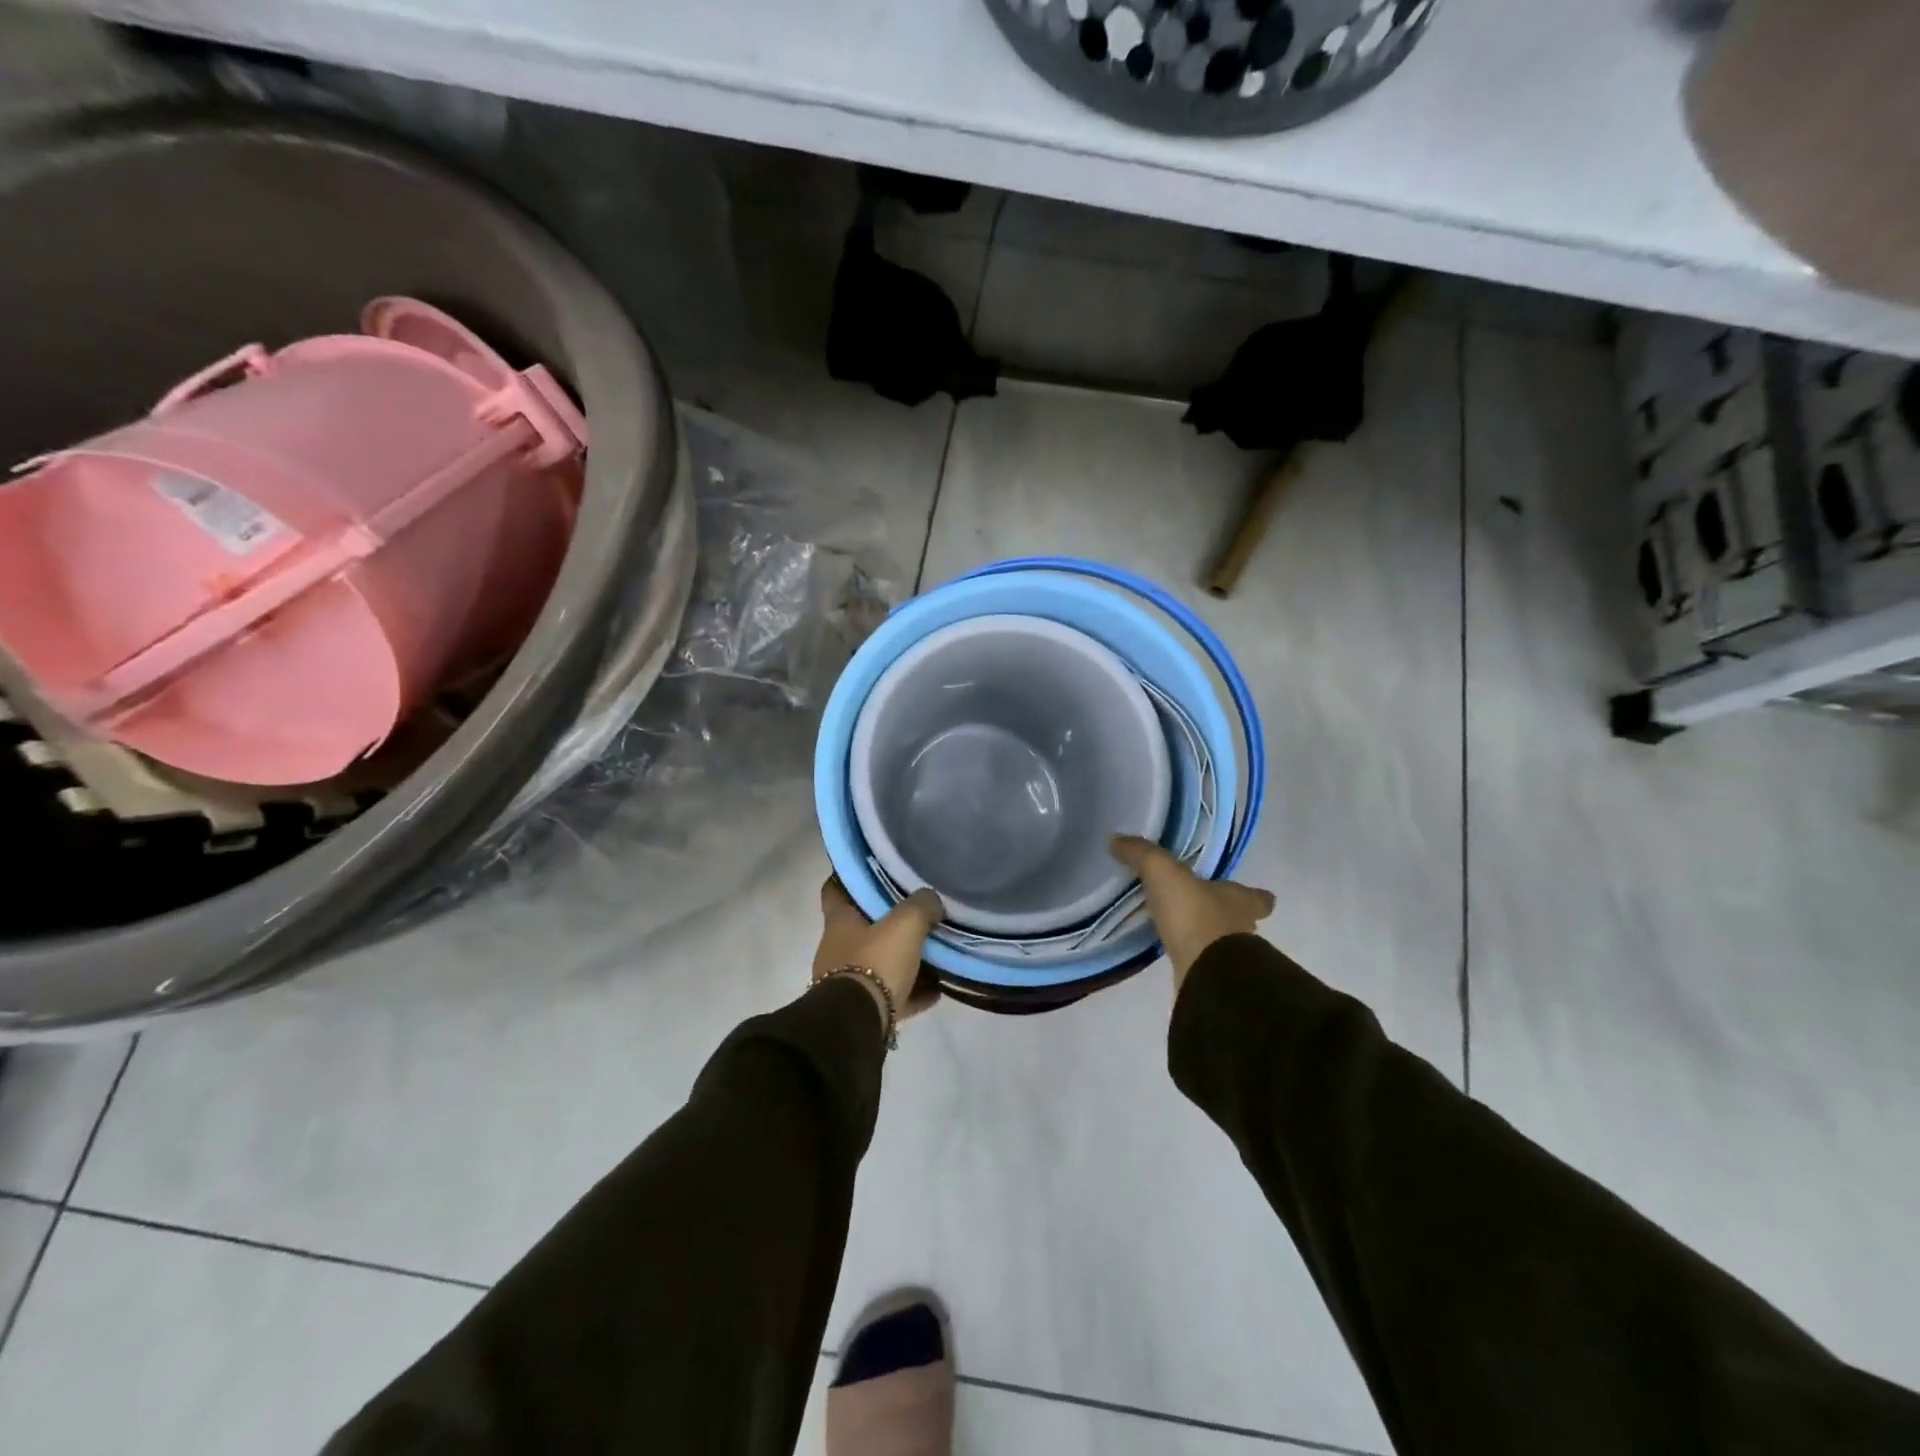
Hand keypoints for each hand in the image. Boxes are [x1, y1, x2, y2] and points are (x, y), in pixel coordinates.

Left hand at [812, 878, 944, 1027]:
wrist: (858, 1024)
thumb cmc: (876, 962)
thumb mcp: (906, 924)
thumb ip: (921, 906)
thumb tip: (931, 900)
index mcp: (839, 923)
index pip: (834, 890)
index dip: (849, 879)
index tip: (871, 872)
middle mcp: (836, 950)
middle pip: (862, 929)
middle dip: (887, 923)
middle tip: (916, 914)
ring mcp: (846, 983)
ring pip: (878, 963)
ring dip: (902, 960)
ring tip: (934, 955)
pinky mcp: (861, 1011)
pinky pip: (890, 995)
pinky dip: (911, 991)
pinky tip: (936, 991)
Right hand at [1110, 835, 1275, 990]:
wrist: (1203, 971)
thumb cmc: (1194, 913)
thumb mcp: (1162, 871)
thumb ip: (1141, 853)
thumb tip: (1115, 839)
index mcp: (1240, 900)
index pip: (1259, 897)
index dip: (1254, 895)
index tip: (1244, 892)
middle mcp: (1243, 929)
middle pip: (1242, 920)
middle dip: (1226, 915)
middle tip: (1202, 907)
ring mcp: (1230, 958)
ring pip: (1224, 943)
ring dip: (1207, 936)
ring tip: (1182, 928)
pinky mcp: (1211, 977)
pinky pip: (1203, 961)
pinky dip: (1192, 955)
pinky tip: (1173, 950)